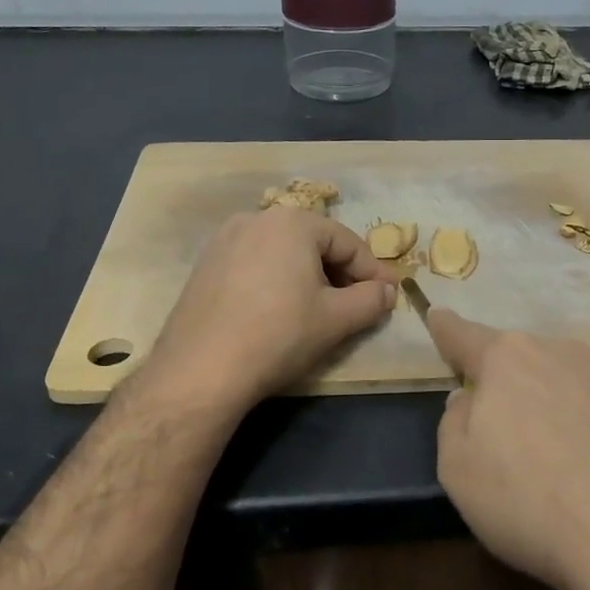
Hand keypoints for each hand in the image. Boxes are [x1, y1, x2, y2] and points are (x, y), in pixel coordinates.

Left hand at [140, 207, 397, 415]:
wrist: (201, 370)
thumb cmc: (279, 335)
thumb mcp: (336, 320)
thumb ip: (371, 300)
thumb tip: (388, 291)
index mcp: (292, 222)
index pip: (347, 242)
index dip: (372, 272)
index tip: (388, 296)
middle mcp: (256, 219)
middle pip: (313, 243)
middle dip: (339, 273)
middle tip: (355, 305)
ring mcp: (224, 240)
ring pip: (282, 254)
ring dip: (307, 277)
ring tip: (318, 310)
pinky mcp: (205, 265)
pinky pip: (254, 265)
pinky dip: (275, 282)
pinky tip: (278, 312)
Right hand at [425, 311, 589, 589]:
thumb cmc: (528, 502)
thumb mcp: (458, 470)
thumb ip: (454, 423)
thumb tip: (468, 401)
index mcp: (507, 360)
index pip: (464, 336)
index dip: (447, 329)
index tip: (438, 316)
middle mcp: (561, 352)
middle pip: (522, 359)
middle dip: (509, 382)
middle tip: (507, 431)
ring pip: (570, 379)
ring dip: (557, 402)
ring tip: (561, 457)